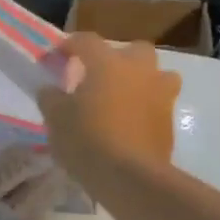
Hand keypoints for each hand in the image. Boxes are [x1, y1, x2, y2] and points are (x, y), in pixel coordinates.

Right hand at [37, 33, 182, 197]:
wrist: (130, 178)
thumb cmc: (86, 140)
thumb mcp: (54, 118)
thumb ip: (50, 97)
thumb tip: (51, 89)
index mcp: (107, 63)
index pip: (85, 41)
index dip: (67, 46)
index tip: (54, 59)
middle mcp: (138, 71)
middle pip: (133, 49)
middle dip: (117, 57)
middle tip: (97, 76)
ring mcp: (160, 94)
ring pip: (156, 75)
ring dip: (141, 80)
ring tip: (121, 98)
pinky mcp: (169, 121)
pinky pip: (158, 103)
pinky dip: (145, 108)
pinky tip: (128, 125)